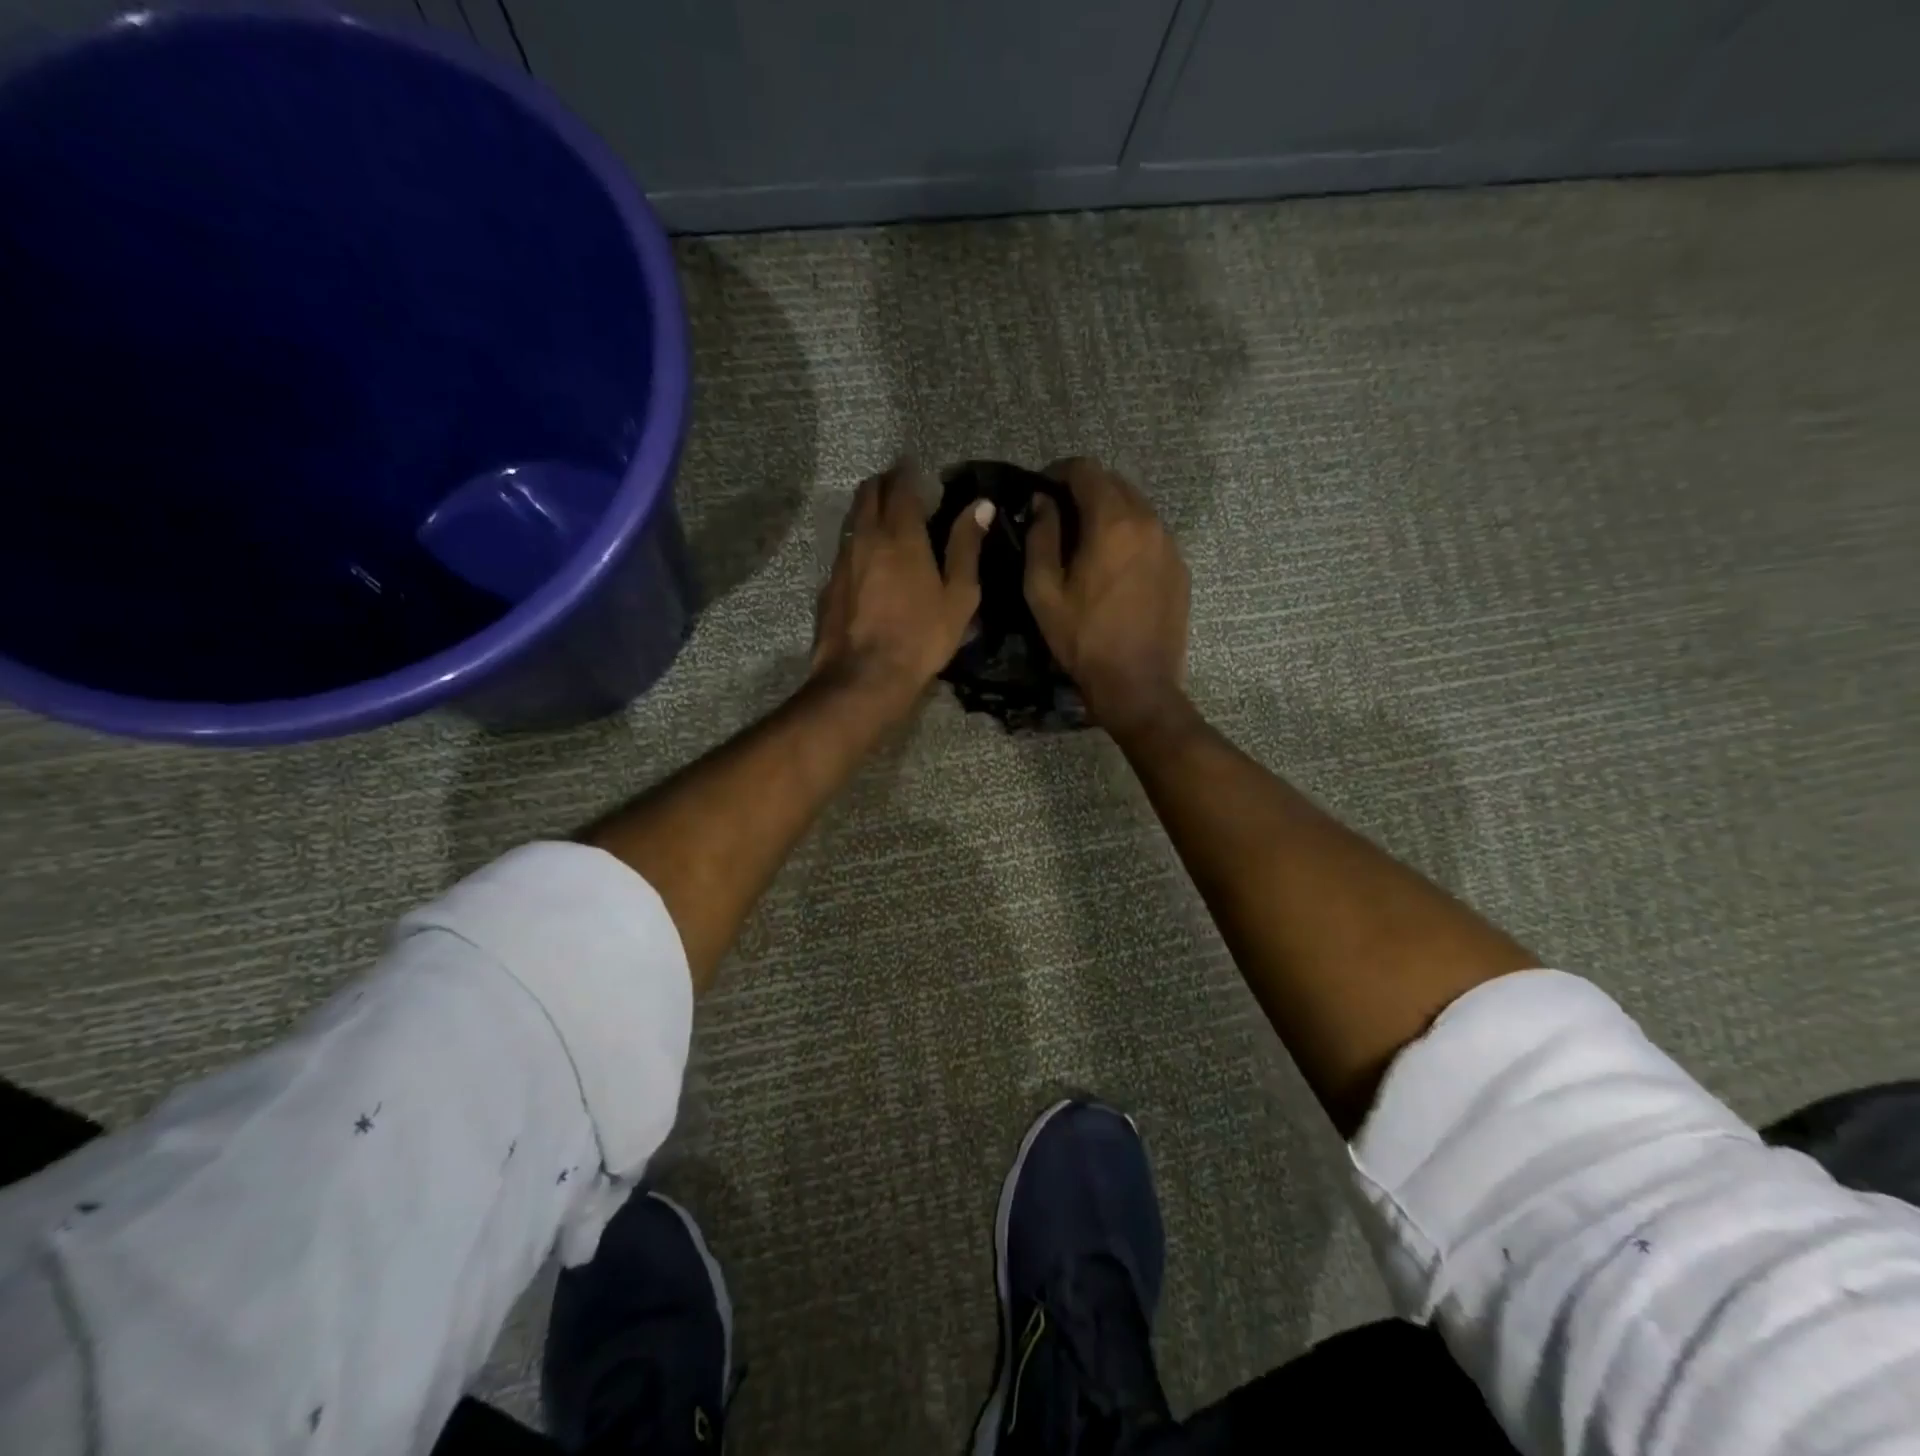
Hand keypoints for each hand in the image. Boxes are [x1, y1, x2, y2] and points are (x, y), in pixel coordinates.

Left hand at [812, 459, 992, 716]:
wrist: (864, 677)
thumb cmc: (921, 637)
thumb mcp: (959, 595)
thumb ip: (966, 547)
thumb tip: (980, 505)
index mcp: (900, 535)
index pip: (900, 485)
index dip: (908, 472)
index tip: (917, 469)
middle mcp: (865, 537)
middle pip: (868, 493)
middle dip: (884, 483)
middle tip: (901, 488)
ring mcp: (841, 561)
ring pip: (852, 520)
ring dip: (868, 510)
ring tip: (886, 521)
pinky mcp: (828, 585)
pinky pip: (844, 550)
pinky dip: (858, 542)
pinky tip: (869, 562)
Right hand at [1024, 457, 1189, 731]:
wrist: (1137, 684)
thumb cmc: (1083, 639)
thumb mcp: (1043, 591)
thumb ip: (1041, 537)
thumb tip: (1042, 502)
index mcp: (1112, 522)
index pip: (1086, 470)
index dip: (1058, 473)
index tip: (1041, 491)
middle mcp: (1148, 521)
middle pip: (1114, 483)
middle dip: (1084, 491)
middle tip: (1060, 517)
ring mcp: (1170, 544)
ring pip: (1136, 508)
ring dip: (1109, 513)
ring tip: (1086, 543)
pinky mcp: (1180, 568)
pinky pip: (1151, 535)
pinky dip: (1129, 536)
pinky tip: (1114, 567)